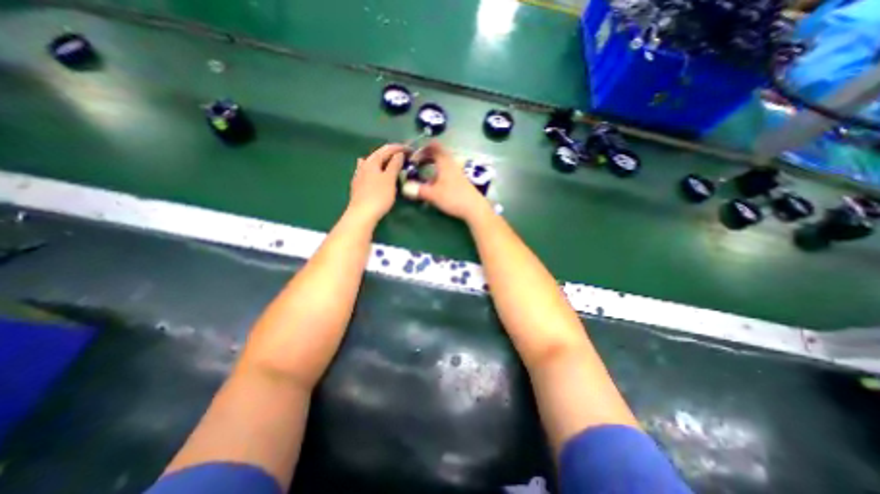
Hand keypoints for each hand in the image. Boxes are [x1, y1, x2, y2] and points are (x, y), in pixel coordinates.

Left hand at [347, 141, 408, 220]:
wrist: (362, 214)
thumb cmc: (378, 196)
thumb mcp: (390, 179)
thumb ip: (395, 165)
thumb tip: (399, 154)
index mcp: (372, 161)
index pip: (387, 149)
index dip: (399, 148)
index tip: (411, 149)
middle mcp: (364, 165)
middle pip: (378, 154)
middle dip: (391, 153)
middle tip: (403, 155)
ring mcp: (359, 175)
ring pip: (372, 162)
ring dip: (382, 160)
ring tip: (389, 160)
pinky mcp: (358, 185)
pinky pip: (368, 171)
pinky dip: (375, 169)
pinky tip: (371, 170)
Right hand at [403, 140, 492, 220]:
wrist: (475, 208)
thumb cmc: (453, 197)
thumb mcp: (433, 194)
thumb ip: (418, 190)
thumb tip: (404, 188)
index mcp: (445, 162)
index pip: (434, 146)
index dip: (423, 147)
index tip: (413, 155)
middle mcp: (452, 164)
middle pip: (438, 154)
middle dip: (426, 157)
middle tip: (416, 164)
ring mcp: (457, 172)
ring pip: (442, 163)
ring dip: (432, 166)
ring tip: (422, 174)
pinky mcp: (460, 181)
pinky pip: (446, 172)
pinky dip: (438, 173)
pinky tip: (434, 184)